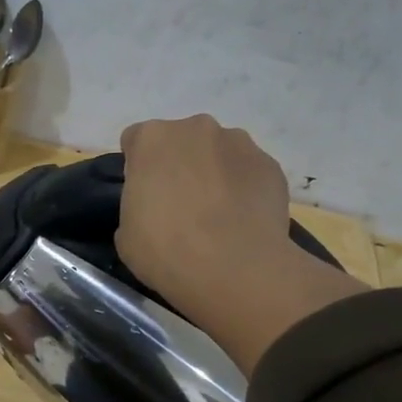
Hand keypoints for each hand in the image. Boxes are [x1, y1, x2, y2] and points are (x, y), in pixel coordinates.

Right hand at [117, 115, 368, 374]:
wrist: (237, 273)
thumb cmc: (167, 252)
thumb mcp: (127, 234)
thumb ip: (137, 206)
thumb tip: (158, 205)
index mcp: (152, 139)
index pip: (136, 140)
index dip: (138, 170)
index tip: (143, 200)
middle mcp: (198, 128)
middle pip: (181, 141)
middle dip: (179, 167)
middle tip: (181, 211)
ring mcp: (241, 145)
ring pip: (219, 155)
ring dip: (214, 177)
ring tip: (219, 222)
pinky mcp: (274, 169)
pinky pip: (249, 174)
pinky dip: (246, 192)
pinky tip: (245, 227)